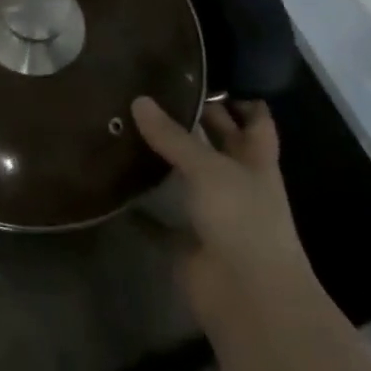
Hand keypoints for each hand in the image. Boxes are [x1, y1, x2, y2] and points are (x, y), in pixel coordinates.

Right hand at [132, 97, 321, 335]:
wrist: (248, 299)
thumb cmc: (243, 221)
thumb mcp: (209, 168)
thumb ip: (173, 136)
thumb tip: (138, 100)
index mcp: (256, 161)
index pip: (255, 120)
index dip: (240, 97)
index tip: (210, 71)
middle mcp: (238, 183)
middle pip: (218, 144)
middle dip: (195, 120)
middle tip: (154, 87)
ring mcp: (214, 214)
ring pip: (188, 176)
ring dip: (165, 157)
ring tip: (128, 121)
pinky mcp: (188, 241)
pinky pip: (160, 217)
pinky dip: (141, 203)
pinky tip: (114, 178)